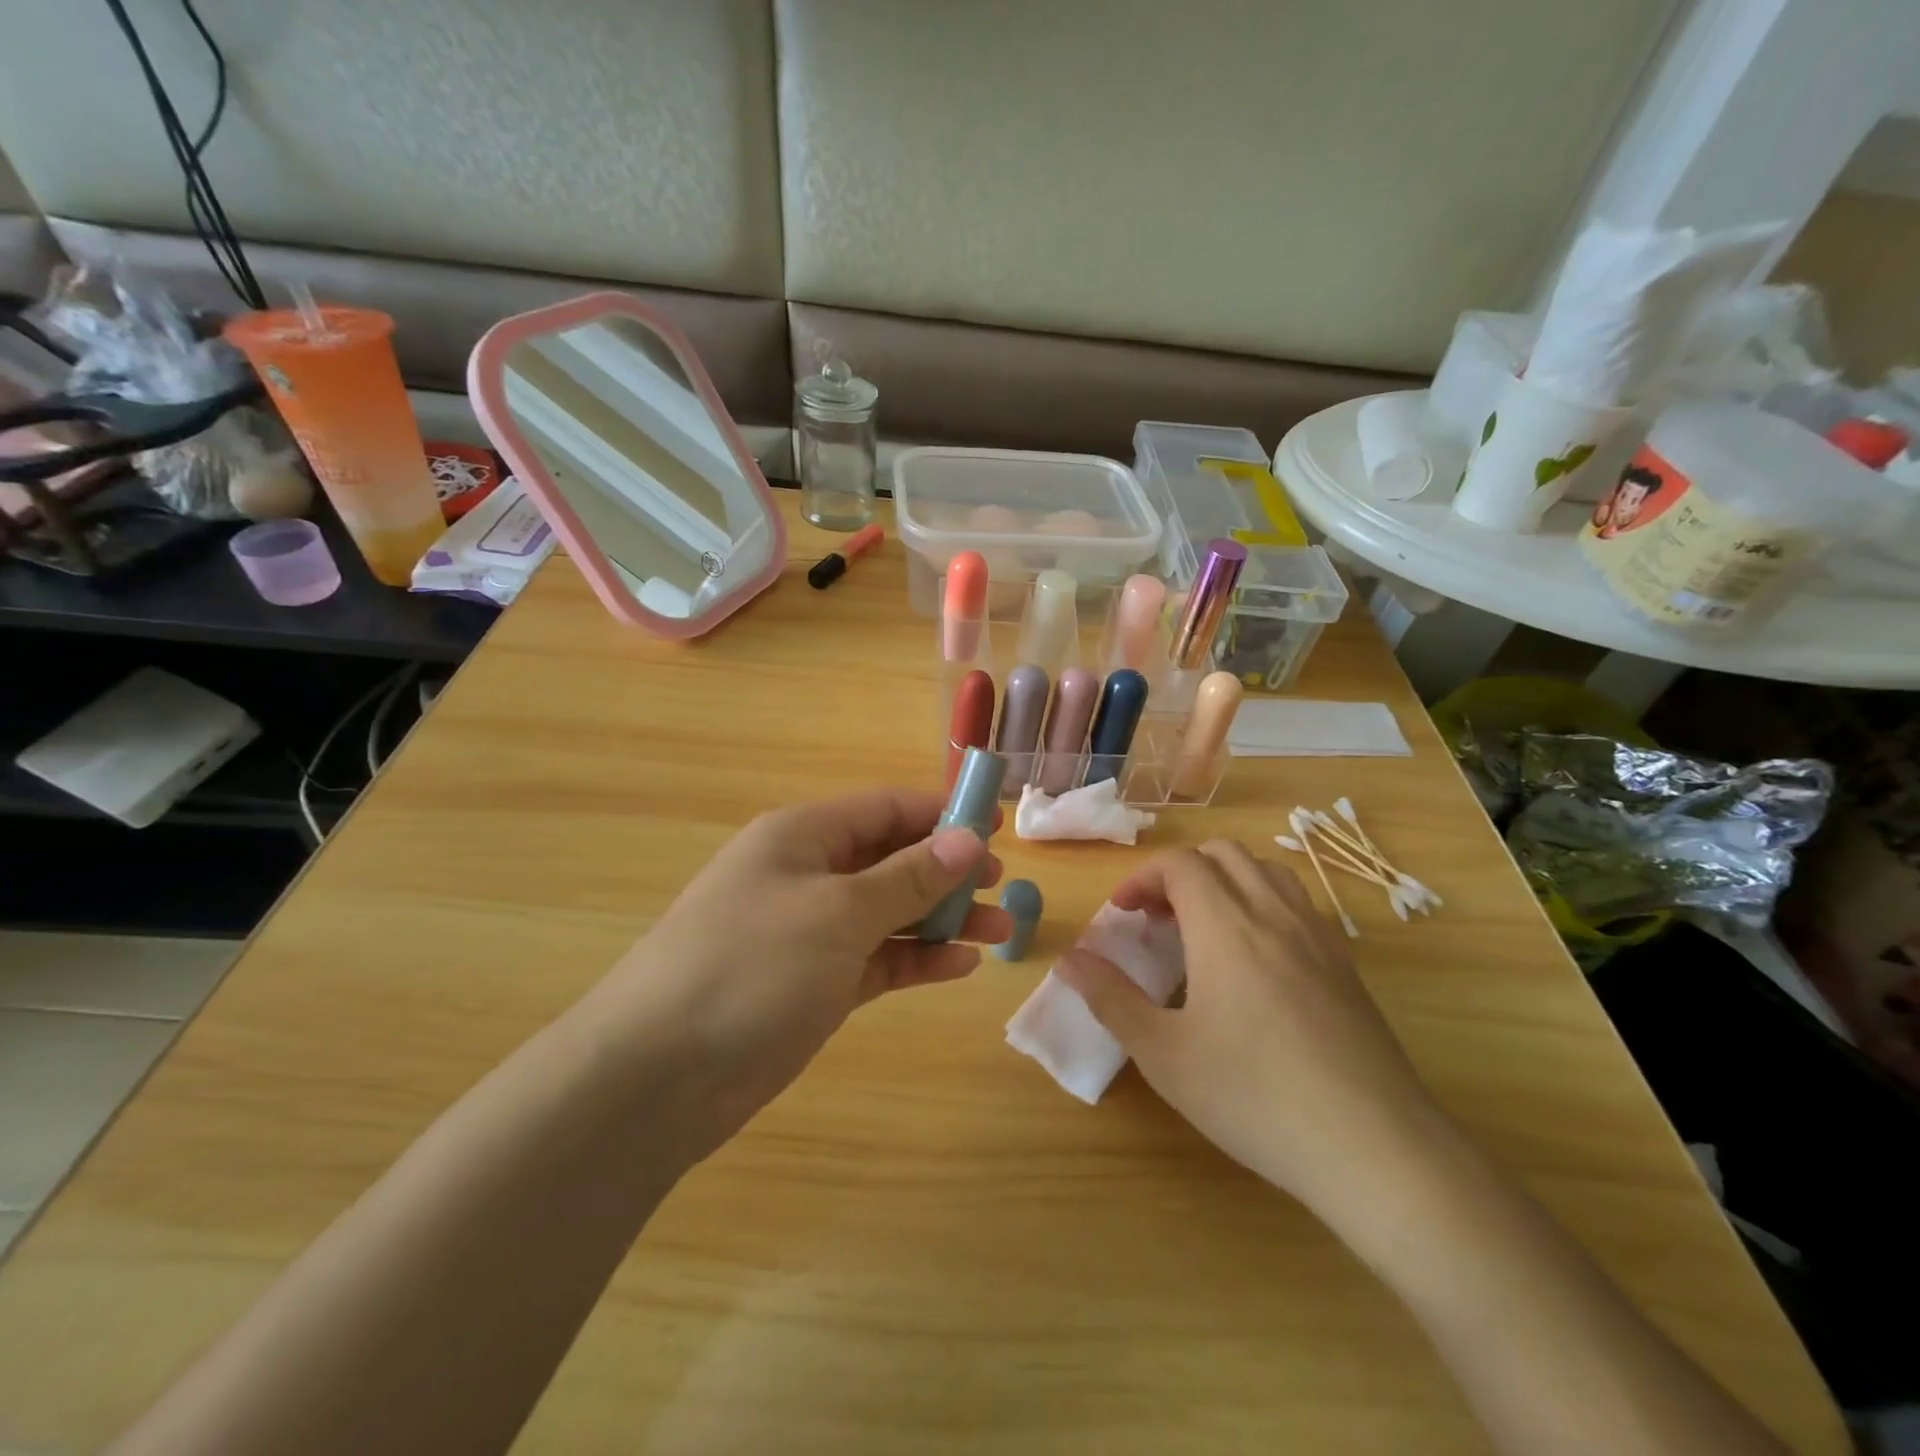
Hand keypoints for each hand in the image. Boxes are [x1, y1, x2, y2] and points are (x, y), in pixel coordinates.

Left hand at [599, 789, 1013, 1158]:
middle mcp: (806, 875)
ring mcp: (808, 932)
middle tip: (1000, 886)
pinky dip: (916, 959)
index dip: (941, 812)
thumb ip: (907, 876)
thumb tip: (967, 838)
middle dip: (947, 869)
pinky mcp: (813, 983)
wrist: (656, 1078)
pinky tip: (960, 967)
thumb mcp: (838, 912)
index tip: (996, 826)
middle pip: (891, 858)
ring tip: (1000, 931)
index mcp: (803, 836)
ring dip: (942, 918)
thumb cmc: (752, 967)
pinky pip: (877, 959)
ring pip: (889, 911)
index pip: (885, 808)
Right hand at [1056, 841, 1443, 1221]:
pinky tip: (1255, 959)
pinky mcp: (1347, 965)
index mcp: (1226, 925)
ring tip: (1202, 927)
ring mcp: (1318, 936)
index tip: (1121, 914)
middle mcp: (1274, 914)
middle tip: (1156, 918)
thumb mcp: (1163, 1054)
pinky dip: (1262, 902)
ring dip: (1224, 880)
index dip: (1142, 878)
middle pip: (1222, 855)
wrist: (1376, 1149)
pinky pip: (1297, 903)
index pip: (1180, 864)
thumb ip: (1109, 998)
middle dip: (1179, 872)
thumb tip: (1068, 959)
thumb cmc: (1254, 1097)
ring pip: (1266, 871)